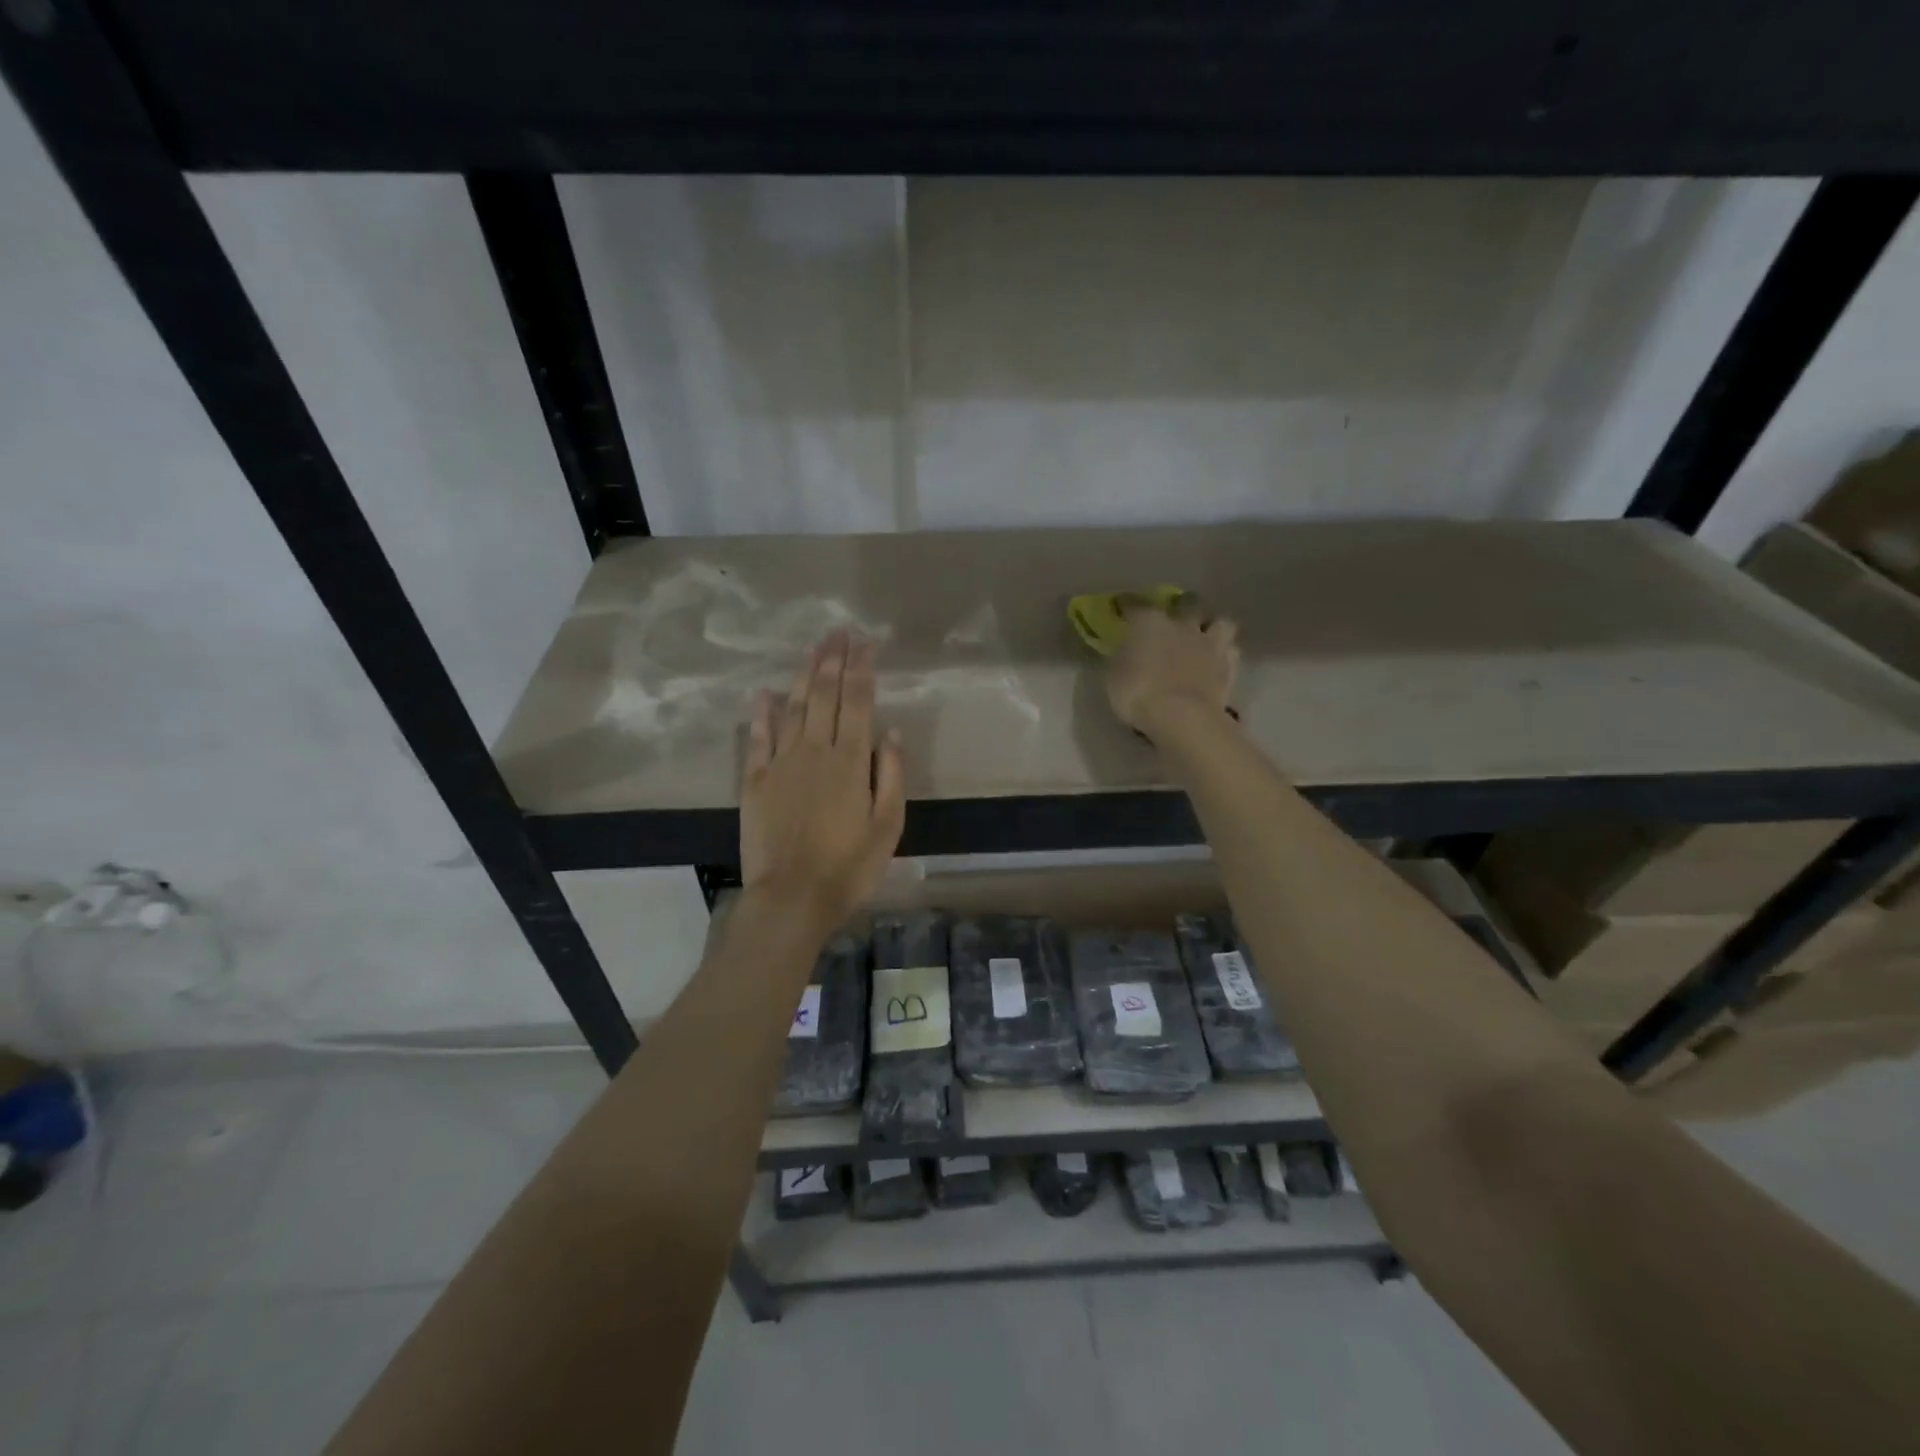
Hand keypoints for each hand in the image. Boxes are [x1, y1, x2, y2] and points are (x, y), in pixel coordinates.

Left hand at [741, 630, 905, 929]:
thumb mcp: (888, 826)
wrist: (792, 898)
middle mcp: (815, 750)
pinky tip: (763, 692)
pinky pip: (758, 738)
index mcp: (850, 760)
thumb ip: (890, 775)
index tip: (866, 642)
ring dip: (803, 675)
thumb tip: (889, 731)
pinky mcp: (755, 781)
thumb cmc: (849, 867)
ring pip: (793, 708)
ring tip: (812, 649)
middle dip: (833, 660)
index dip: (862, 668)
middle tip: (838, 632)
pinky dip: (761, 713)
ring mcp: (781, 763)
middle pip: (824, 695)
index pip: (858, 701)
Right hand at [1105, 600, 1239, 739]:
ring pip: (1220, 623)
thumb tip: (1124, 652)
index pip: (1134, 605)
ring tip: (1204, 639)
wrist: (1180, 717)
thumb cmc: (1137, 694)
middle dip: (1181, 607)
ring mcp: (1210, 644)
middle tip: (1174, 619)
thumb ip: (1120, 659)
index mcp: (1149, 622)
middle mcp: (1182, 625)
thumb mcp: (1113, 676)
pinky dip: (1224, 655)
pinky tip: (1217, 664)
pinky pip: (1231, 651)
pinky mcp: (1229, 666)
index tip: (1122, 607)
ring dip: (1212, 628)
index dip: (1127, 605)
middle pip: (1187, 603)